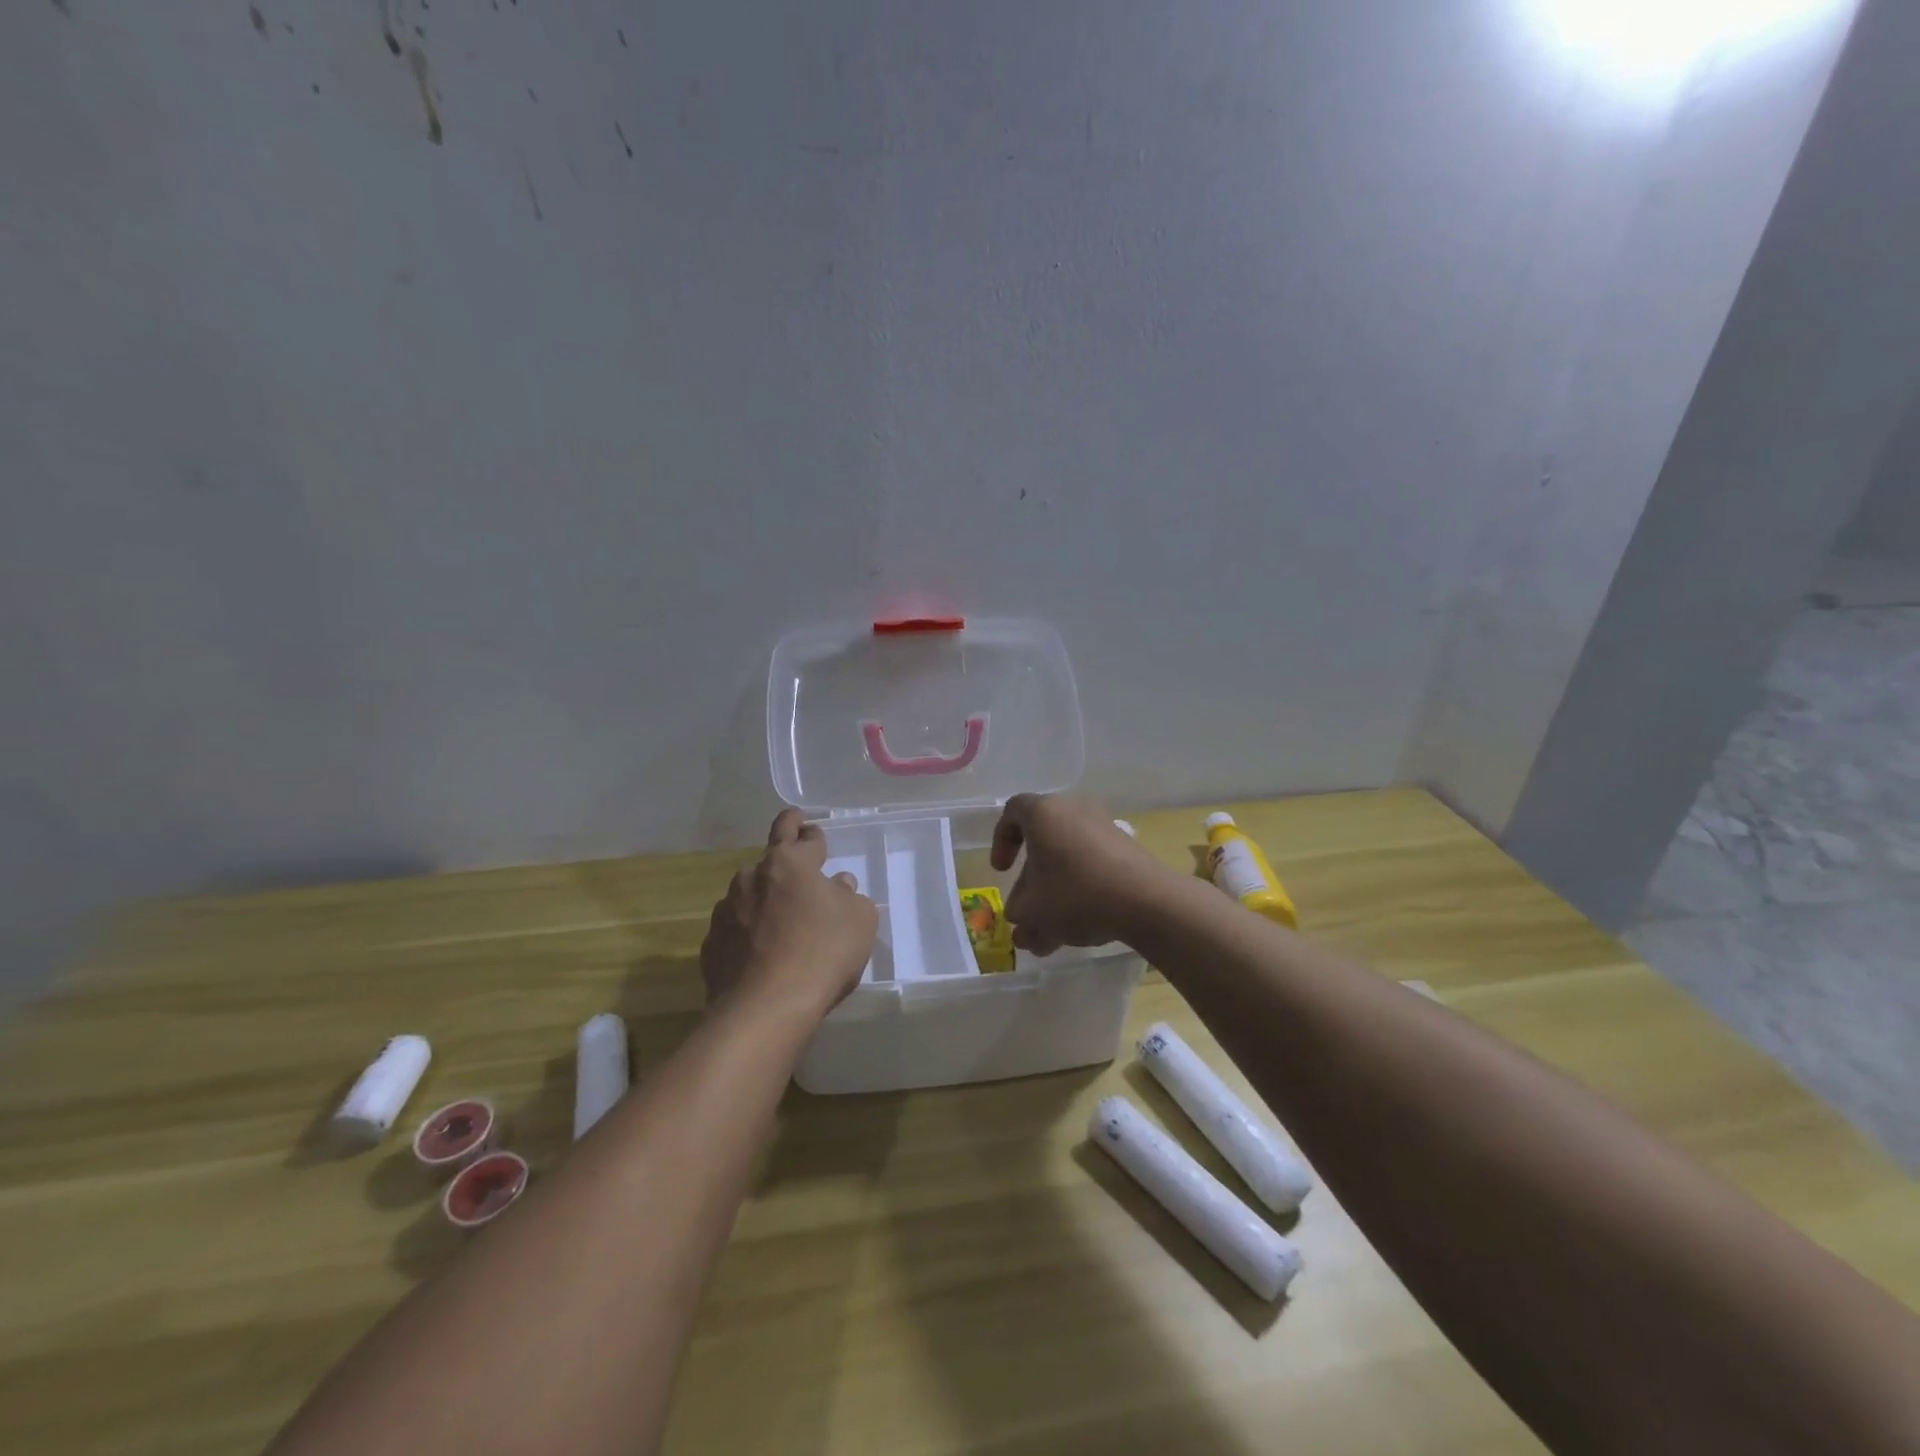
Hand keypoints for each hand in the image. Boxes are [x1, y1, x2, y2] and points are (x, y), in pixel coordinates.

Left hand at [701, 810, 878, 1025]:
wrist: (766, 1008)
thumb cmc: (822, 952)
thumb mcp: (860, 920)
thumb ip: (850, 896)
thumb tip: (837, 886)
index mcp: (789, 862)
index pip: (801, 834)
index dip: (811, 833)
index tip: (811, 831)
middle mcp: (751, 877)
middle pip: (770, 860)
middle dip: (785, 860)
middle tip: (797, 865)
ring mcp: (726, 911)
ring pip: (749, 895)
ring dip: (765, 899)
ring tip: (781, 922)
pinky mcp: (711, 945)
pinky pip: (735, 929)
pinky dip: (748, 933)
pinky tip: (761, 953)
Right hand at [990, 794, 1170, 954]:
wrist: (1145, 900)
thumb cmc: (1075, 893)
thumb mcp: (1033, 910)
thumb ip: (1018, 912)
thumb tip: (1020, 917)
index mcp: (1044, 813)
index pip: (1013, 812)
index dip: (1001, 840)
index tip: (1002, 871)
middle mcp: (1074, 810)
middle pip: (1043, 841)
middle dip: (1031, 880)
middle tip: (1027, 910)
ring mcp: (1104, 828)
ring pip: (1068, 860)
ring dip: (1055, 893)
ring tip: (1050, 935)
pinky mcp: (1126, 849)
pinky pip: (1092, 866)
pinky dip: (1081, 891)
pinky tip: (1078, 929)